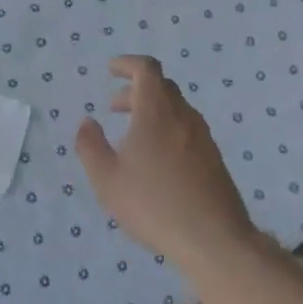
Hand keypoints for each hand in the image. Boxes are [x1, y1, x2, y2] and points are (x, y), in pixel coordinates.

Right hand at [75, 56, 254, 273]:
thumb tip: (87, 122)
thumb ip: (90, 146)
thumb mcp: (107, 179)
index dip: (127, 64)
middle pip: (161, 87)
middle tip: (114, 106)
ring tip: (131, 135)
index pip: (146, 69)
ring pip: (175, 109)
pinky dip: (166, 128)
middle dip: (135, 90)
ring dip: (151, 110)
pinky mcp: (214, 158)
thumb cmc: (154, 204)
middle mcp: (183, 116)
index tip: (110, 70)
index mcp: (157, 112)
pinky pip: (185, 129)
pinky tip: (155, 159)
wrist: (214, 239)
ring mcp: (203, 137)